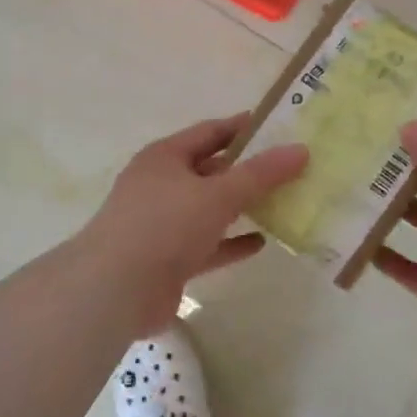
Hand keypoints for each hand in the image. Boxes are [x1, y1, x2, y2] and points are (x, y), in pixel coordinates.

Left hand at [82, 114, 308, 333]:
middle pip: (211, 171)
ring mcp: (162, 224)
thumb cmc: (165, 225)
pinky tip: (261, 242)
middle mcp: (161, 186)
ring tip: (283, 203)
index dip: (244, 128)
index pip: (210, 132)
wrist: (116, 289)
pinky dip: (231, 243)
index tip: (280, 127)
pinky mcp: (169, 260)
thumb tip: (301, 150)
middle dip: (248, 171)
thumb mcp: (218, 194)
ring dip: (242, 207)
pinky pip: (207, 245)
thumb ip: (260, 174)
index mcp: (165, 157)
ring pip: (210, 210)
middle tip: (290, 168)